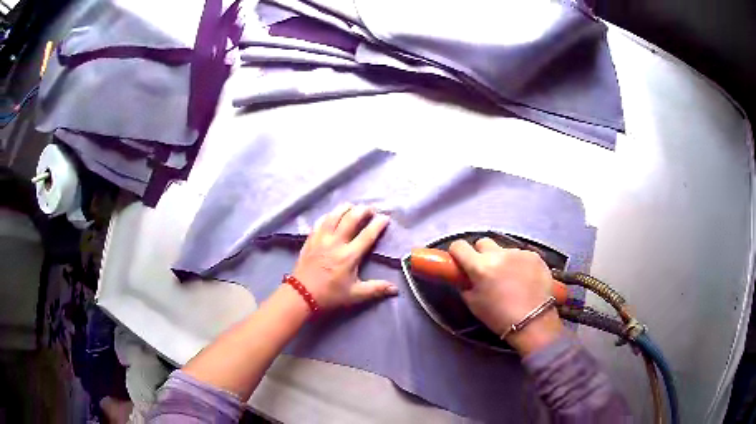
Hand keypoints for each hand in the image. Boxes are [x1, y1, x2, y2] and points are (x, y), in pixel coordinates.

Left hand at [292, 203, 397, 308]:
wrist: (301, 295)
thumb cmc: (330, 295)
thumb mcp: (355, 295)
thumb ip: (376, 289)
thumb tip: (395, 289)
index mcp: (349, 255)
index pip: (367, 235)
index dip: (378, 224)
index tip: (385, 218)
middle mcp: (336, 243)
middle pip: (350, 219)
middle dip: (362, 211)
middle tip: (370, 209)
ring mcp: (321, 239)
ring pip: (334, 216)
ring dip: (345, 208)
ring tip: (353, 206)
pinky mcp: (310, 240)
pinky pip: (320, 222)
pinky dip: (328, 216)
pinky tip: (332, 215)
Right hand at [449, 238, 562, 354]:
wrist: (533, 321)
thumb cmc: (498, 317)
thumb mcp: (473, 304)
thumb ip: (465, 285)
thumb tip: (465, 276)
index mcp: (479, 266)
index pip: (459, 246)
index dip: (457, 253)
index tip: (460, 262)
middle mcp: (498, 254)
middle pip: (483, 242)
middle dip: (480, 254)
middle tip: (485, 270)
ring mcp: (518, 252)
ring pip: (503, 249)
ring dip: (502, 259)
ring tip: (510, 278)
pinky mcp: (534, 255)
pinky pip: (521, 254)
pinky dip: (519, 263)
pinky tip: (524, 278)